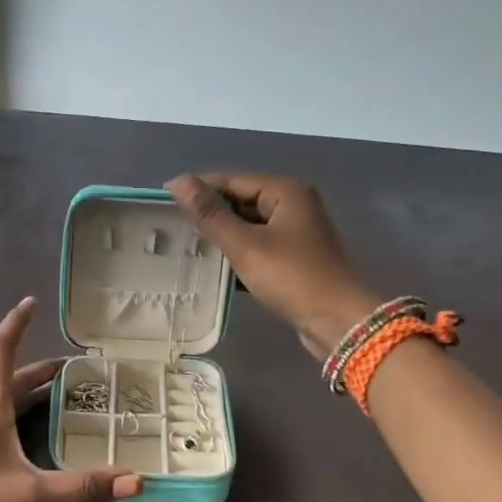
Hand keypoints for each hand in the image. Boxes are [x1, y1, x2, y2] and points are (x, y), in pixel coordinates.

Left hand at [0, 298, 141, 501]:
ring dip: (12, 401)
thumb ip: (82, 488)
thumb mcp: (32, 498)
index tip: (30, 302)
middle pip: (2, 382)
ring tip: (35, 412)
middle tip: (65, 375)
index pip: (1, 351)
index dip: (17, 323)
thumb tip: (136, 482)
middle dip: (35, 375)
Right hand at [167, 173, 378, 358]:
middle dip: (210, 214)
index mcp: (285, 191)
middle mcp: (294, 205)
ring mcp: (296, 233)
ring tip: (187, 247)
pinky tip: (215, 267)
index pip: (232, 180)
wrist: (337, 321)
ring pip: (249, 226)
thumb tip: (178, 181)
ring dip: (223, 236)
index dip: (199, 188)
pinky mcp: (295, 259)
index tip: (164, 201)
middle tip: (173, 228)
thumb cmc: (291, 277)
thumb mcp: (244, 244)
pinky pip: (259, 246)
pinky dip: (238, 253)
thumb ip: (210, 214)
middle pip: (242, 201)